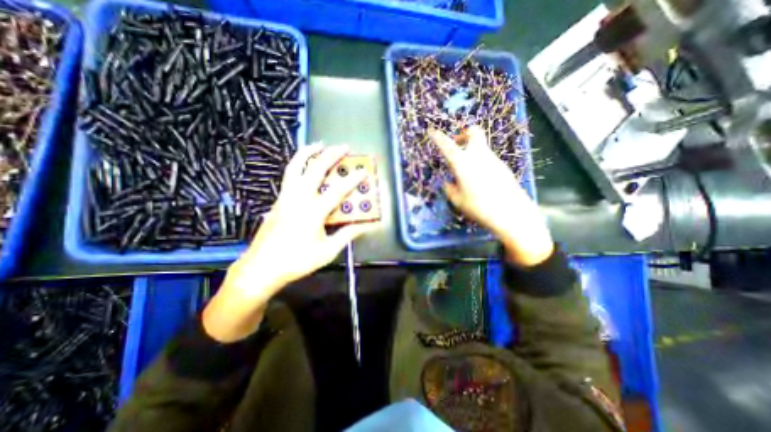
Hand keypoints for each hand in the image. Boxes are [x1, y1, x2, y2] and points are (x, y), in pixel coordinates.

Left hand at [201, 143, 375, 341]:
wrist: (262, 268)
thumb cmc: (297, 261)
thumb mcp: (327, 251)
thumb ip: (347, 235)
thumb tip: (364, 225)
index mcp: (312, 212)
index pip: (337, 191)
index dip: (352, 180)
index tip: (363, 171)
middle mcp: (298, 199)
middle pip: (314, 169)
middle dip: (331, 155)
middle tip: (343, 147)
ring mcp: (285, 197)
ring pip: (295, 166)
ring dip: (308, 152)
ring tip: (318, 144)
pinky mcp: (278, 200)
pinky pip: (289, 175)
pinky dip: (299, 164)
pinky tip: (306, 166)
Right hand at [431, 125, 550, 265]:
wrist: (512, 213)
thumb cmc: (479, 207)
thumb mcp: (458, 201)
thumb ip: (450, 189)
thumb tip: (448, 183)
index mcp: (463, 163)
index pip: (448, 146)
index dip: (438, 137)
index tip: (432, 131)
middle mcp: (479, 156)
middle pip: (474, 132)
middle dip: (464, 134)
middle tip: (457, 146)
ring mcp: (493, 159)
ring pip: (481, 146)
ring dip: (471, 151)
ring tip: (466, 171)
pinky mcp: (502, 166)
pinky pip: (488, 158)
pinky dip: (480, 162)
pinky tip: (480, 180)